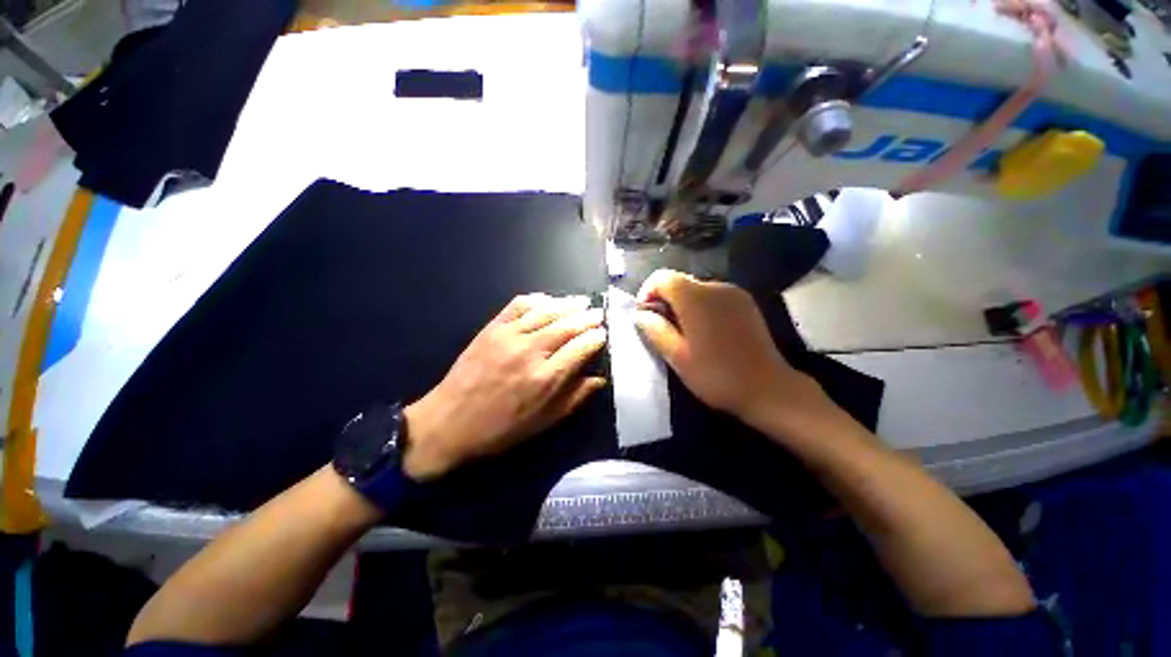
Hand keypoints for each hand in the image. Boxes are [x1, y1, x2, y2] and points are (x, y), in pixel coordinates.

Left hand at [402, 294, 606, 479]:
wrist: (449, 422)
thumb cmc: (501, 429)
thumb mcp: (544, 422)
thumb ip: (575, 398)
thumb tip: (600, 378)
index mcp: (545, 378)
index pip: (581, 347)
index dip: (596, 338)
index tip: (604, 334)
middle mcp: (530, 351)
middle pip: (567, 325)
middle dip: (587, 317)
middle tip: (599, 313)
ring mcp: (509, 336)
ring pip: (546, 311)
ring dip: (567, 305)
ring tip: (582, 302)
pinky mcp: (492, 328)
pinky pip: (518, 305)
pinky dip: (537, 300)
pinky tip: (548, 301)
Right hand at [633, 269, 830, 431]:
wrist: (768, 389)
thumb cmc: (716, 375)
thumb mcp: (677, 356)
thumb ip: (655, 329)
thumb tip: (640, 313)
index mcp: (696, 297)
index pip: (662, 277)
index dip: (647, 292)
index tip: (646, 316)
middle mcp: (716, 286)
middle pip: (679, 281)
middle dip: (665, 300)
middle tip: (663, 330)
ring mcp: (734, 293)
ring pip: (696, 289)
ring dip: (683, 305)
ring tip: (685, 334)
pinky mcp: (746, 303)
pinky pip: (713, 296)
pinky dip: (701, 307)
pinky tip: (706, 333)